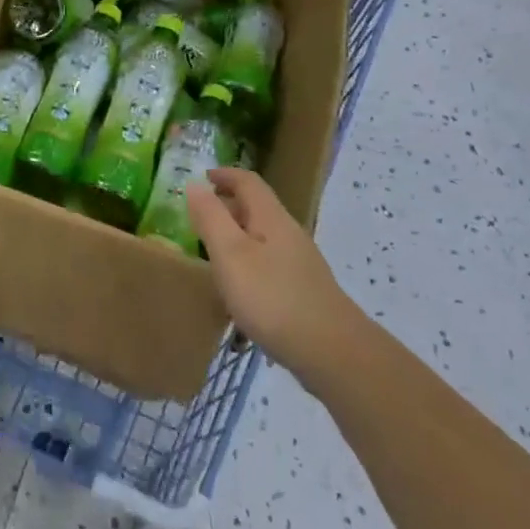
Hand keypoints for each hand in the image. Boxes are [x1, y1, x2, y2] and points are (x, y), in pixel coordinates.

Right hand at [188, 167, 356, 386]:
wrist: (334, 353)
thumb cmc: (273, 298)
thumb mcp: (231, 255)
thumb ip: (211, 218)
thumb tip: (195, 185)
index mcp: (271, 218)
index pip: (248, 181)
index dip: (224, 174)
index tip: (201, 177)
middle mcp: (289, 233)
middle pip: (257, 207)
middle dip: (228, 205)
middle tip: (199, 216)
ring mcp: (300, 263)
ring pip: (264, 236)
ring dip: (238, 234)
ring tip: (213, 251)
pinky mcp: (305, 290)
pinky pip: (270, 262)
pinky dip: (249, 261)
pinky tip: (240, 288)